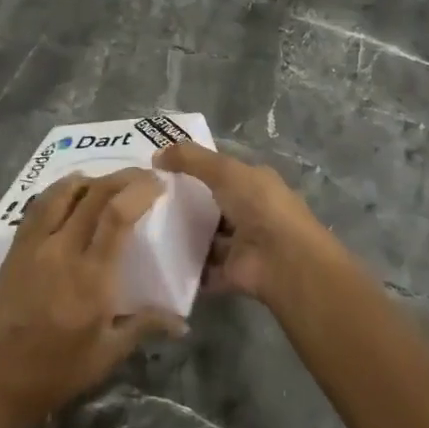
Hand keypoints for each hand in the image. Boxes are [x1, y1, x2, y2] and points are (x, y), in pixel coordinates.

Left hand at [0, 170, 182, 427]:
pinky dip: (59, 192)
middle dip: (122, 178)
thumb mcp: (107, 354)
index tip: (158, 183)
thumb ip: (144, 326)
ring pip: (61, 193)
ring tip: (107, 182)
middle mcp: (61, 250)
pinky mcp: (14, 250)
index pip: (117, 215)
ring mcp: (33, 246)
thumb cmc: (55, 372)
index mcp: (90, 277)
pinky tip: (68, 197)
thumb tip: (181, 322)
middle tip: (142, 176)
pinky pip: (38, 207)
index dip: (139, 191)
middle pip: (93, 195)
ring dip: (89, 179)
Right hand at [154, 141, 354, 306]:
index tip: (159, 170)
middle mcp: (251, 212)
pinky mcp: (232, 273)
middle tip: (146, 201)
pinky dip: (185, 267)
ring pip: (206, 238)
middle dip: (184, 204)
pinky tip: (158, 260)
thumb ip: (190, 159)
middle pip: (211, 205)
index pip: (221, 172)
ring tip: (146, 230)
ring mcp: (242, 245)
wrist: (283, 260)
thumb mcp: (224, 171)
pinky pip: (203, 268)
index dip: (193, 168)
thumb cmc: (258, 205)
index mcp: (254, 183)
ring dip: (183, 236)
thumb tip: (156, 154)